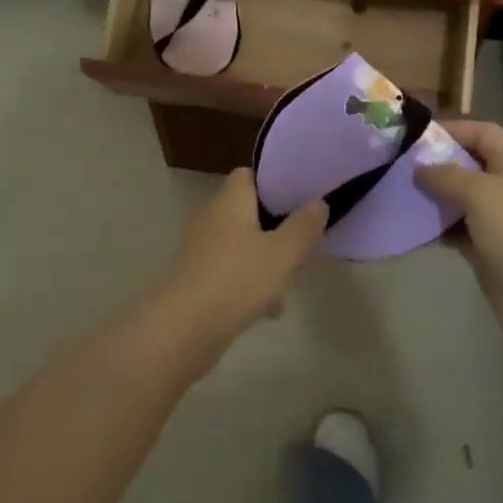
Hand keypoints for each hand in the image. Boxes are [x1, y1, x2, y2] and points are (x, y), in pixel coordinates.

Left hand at [156, 169, 327, 357]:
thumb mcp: (283, 253)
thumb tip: (318, 202)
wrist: (185, 327)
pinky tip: (268, 309)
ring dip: (267, 260)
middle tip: (303, 244)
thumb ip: (303, 227)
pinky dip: (250, 283)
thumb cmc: (238, 279)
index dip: (274, 182)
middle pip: (250, 211)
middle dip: (277, 229)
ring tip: (290, 283)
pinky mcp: (198, 276)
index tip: (300, 196)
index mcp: (230, 200)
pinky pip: (232, 270)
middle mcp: (213, 216)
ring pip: (243, 244)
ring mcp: (202, 247)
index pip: (248, 174)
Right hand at [415, 120, 502, 347]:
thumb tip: (421, 168)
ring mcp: (501, 220)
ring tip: (399, 194)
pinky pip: (458, 229)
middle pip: (469, 164)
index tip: (414, 138)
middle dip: (436, 163)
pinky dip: (437, 227)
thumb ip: (447, 175)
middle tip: (399, 166)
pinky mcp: (490, 249)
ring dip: (433, 197)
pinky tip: (411, 227)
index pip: (483, 132)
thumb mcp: (481, 194)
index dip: (452, 130)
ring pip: (460, 198)